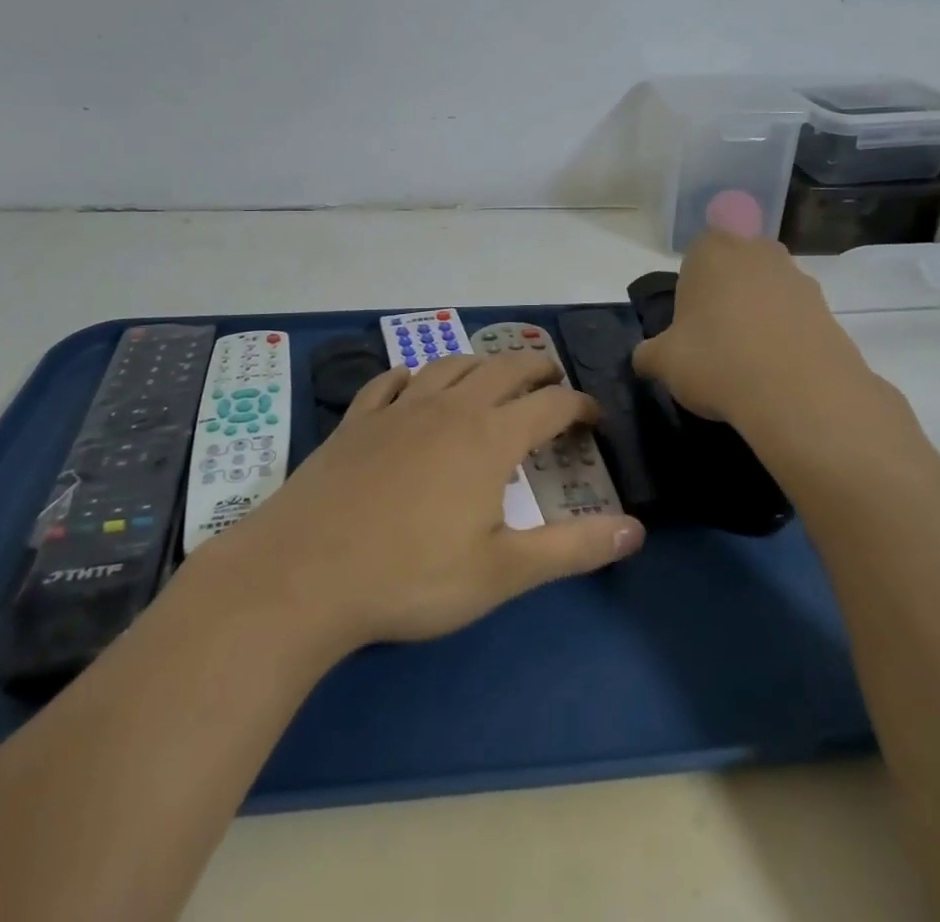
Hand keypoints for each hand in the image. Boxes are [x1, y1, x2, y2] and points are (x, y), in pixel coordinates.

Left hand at [192, 353, 645, 652]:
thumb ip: (573, 548)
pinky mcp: (357, 420)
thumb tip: (637, 530)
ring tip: (493, 374)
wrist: (303, 572)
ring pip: (449, 364)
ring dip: (480, 363)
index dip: (581, 406)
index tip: (596, 420)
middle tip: (553, 381)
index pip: (551, 404)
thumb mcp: (502, 572)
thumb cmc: (410, 576)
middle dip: (536, 368)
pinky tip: (411, 384)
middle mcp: (448, 408)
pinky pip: (391, 381)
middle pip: (503, 368)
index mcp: (489, 438)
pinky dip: (412, 376)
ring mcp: (398, 408)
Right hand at [631, 229, 879, 438]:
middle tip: (715, 339)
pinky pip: (796, 318)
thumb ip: (649, 354)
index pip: (696, 252)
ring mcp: (798, 277)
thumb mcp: (663, 362)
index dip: (691, 286)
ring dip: (759, 315)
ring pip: (768, 290)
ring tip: (748, 362)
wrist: (800, 393)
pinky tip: (777, 372)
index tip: (688, 322)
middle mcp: (757, 251)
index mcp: (712, 250)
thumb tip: (645, 358)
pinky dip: (787, 337)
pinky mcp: (829, 309)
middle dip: (727, 294)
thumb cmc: (716, 360)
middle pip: (736, 267)